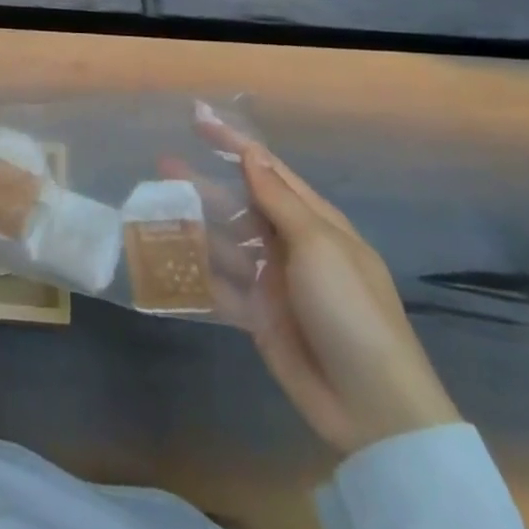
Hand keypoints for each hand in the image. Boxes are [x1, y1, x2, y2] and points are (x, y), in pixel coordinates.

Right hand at [194, 115, 461, 456]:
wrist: (372, 407)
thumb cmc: (350, 310)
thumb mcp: (318, 245)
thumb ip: (278, 199)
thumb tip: (251, 155)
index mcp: (315, 222)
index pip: (268, 170)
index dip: (234, 144)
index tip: (198, 120)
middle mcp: (291, 245)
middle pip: (240, 203)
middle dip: (204, 182)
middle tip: (162, 163)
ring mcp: (274, 282)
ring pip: (225, 241)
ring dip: (194, 223)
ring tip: (156, 205)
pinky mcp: (258, 316)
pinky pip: (221, 285)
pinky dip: (196, 271)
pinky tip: (166, 257)